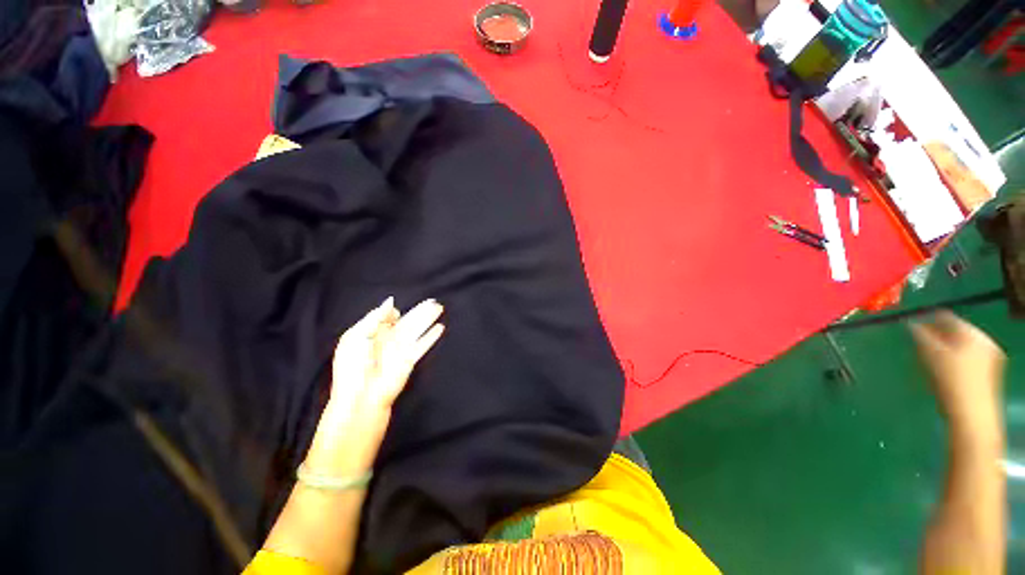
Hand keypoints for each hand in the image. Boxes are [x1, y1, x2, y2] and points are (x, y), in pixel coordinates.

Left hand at [304, 297, 444, 477]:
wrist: (360, 397)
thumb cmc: (352, 366)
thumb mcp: (355, 336)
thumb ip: (374, 317)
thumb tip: (391, 302)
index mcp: (372, 334)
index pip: (387, 318)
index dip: (393, 312)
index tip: (396, 311)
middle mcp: (389, 340)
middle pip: (408, 322)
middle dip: (421, 311)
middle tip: (434, 301)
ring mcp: (401, 350)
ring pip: (418, 329)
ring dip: (429, 319)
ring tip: (440, 308)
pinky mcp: (410, 360)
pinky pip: (423, 344)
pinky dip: (432, 336)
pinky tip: (441, 328)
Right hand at [910, 312, 1004, 434]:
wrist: (970, 415)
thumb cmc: (951, 381)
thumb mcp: (930, 354)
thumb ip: (919, 335)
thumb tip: (910, 323)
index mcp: (973, 333)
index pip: (947, 318)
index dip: (927, 320)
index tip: (910, 325)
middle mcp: (984, 342)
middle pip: (954, 333)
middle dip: (935, 338)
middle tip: (916, 345)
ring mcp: (989, 360)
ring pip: (959, 348)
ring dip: (941, 351)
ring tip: (926, 361)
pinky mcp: (986, 375)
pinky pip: (965, 360)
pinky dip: (950, 362)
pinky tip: (940, 373)